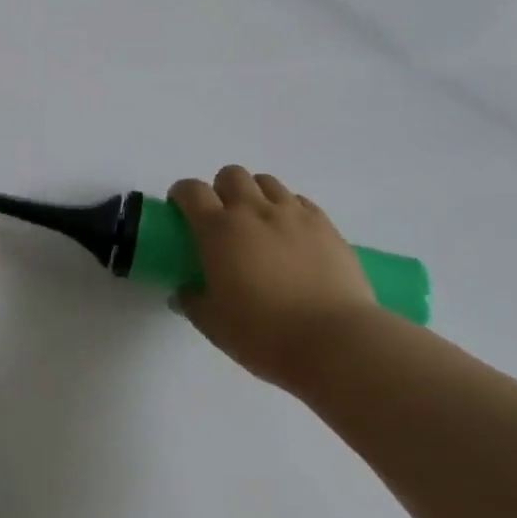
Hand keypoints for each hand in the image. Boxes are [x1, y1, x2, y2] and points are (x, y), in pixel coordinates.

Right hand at [170, 166, 377, 383]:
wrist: (336, 342)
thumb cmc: (265, 335)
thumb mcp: (215, 326)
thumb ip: (192, 303)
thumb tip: (183, 292)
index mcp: (219, 230)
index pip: (192, 191)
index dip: (181, 194)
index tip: (180, 209)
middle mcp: (253, 211)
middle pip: (231, 175)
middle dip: (221, 189)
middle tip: (223, 218)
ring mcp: (293, 214)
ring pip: (267, 182)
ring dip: (255, 194)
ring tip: (259, 222)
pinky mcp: (325, 224)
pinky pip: (300, 200)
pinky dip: (289, 208)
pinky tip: (291, 234)